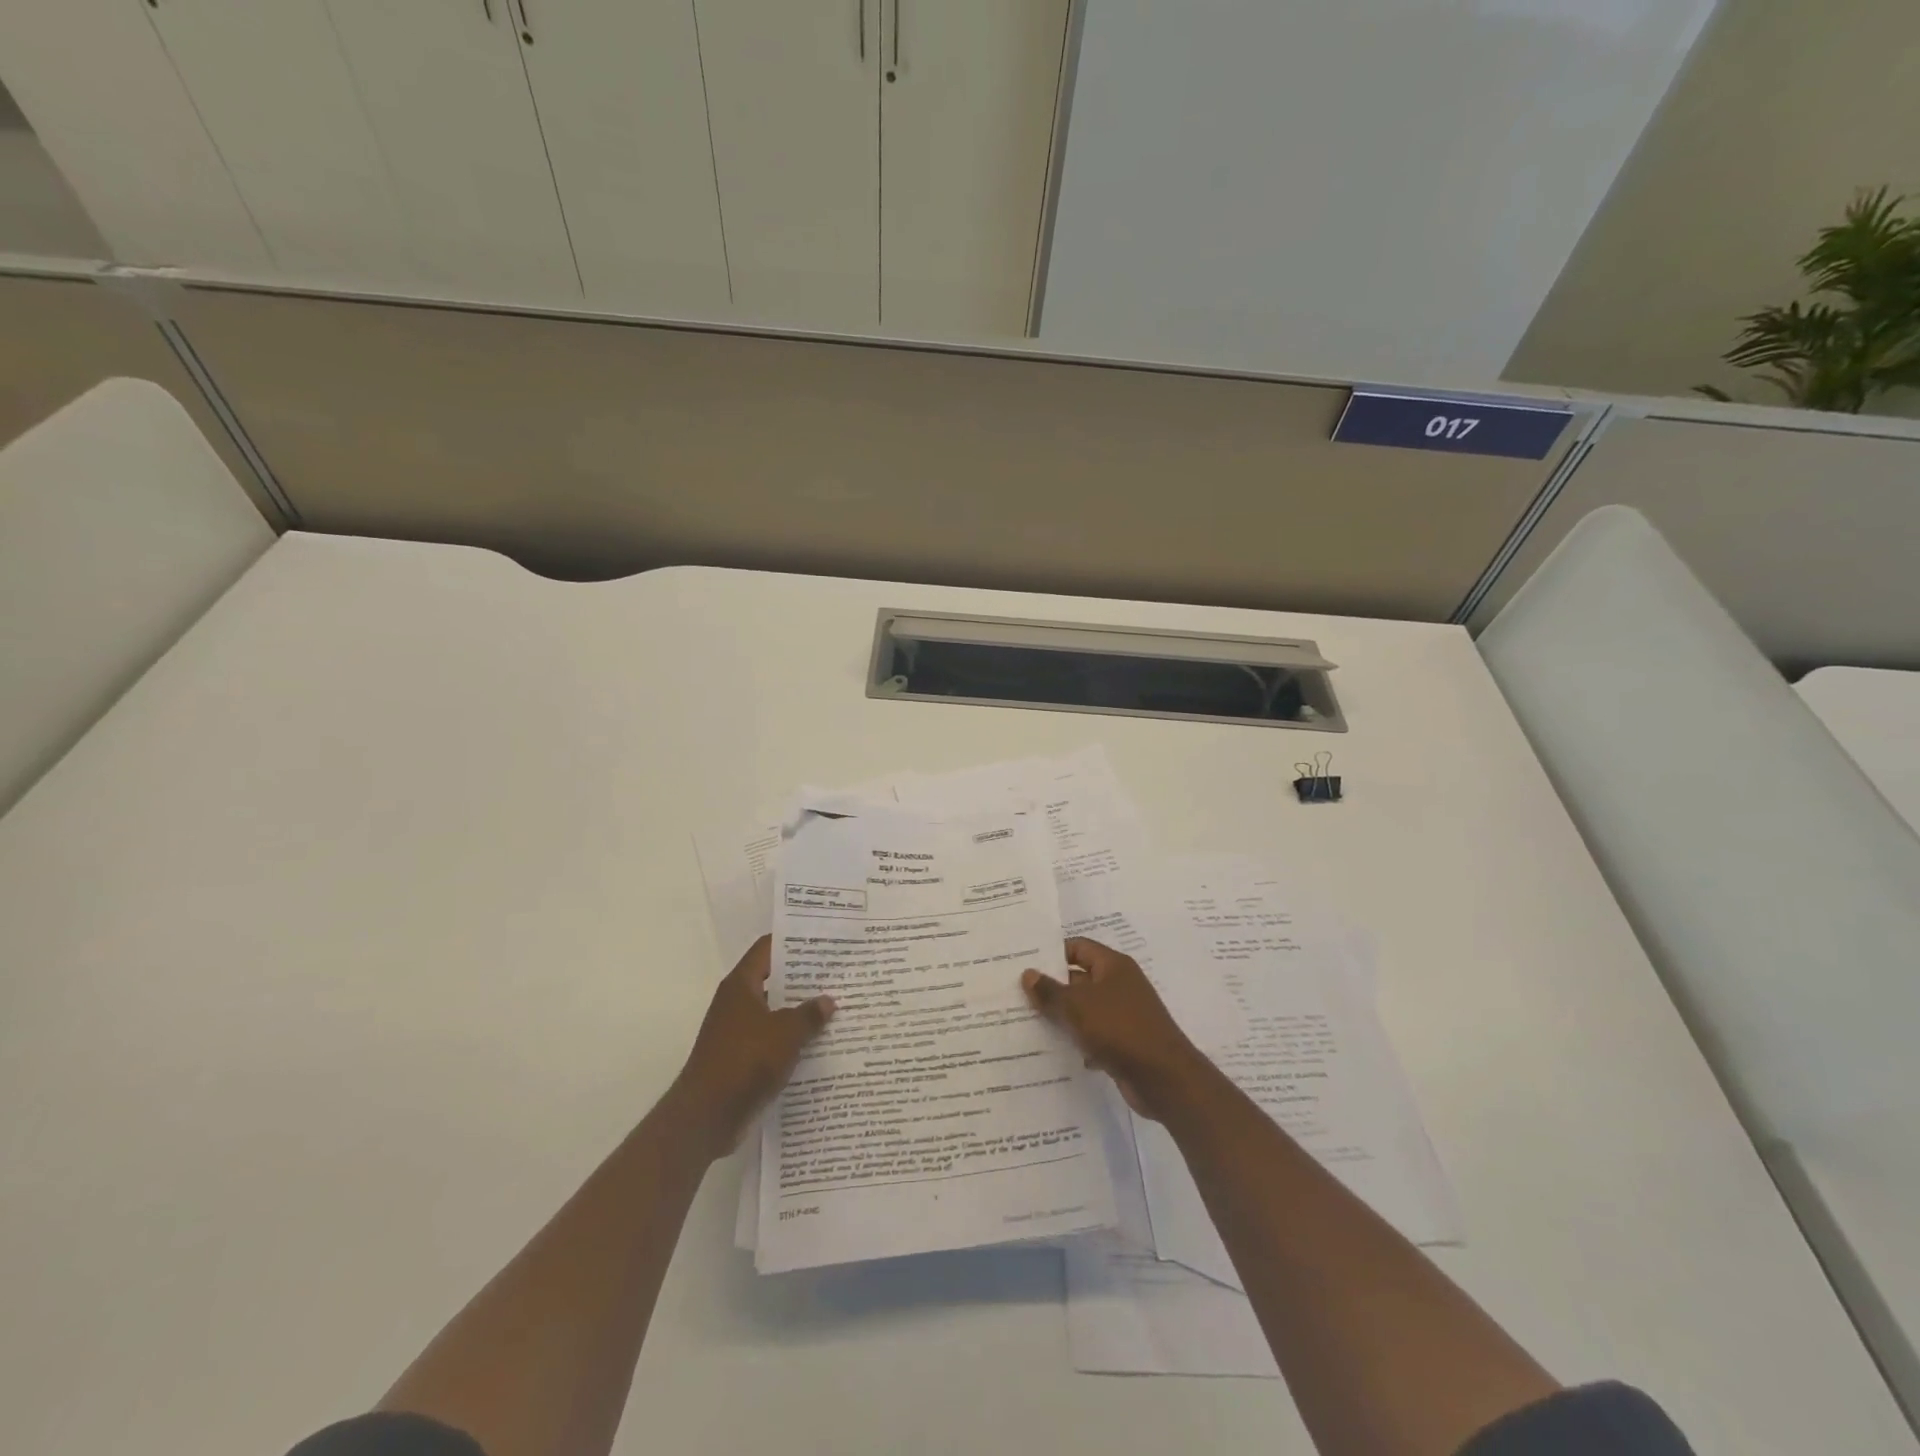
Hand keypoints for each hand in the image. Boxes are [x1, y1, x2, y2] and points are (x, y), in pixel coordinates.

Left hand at [671, 936, 834, 1159]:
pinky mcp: (741, 1058)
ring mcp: (737, 1031)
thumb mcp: (786, 1032)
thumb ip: (809, 1014)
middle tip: (837, 973)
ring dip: (800, 1012)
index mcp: (741, 985)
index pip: (767, 949)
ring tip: (835, 1006)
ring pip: (775, 1012)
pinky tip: (819, 1042)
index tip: (821, 939)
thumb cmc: (746, 1060)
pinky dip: (792, 1039)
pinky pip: (772, 1039)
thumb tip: (828, 1000)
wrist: (707, 1116)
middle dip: (803, 979)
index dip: (792, 942)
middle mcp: (736, 1003)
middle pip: (773, 980)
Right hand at [1022, 937, 1208, 1120]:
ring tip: (1028, 1022)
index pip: (1078, 947)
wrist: (1163, 1078)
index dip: (1052, 953)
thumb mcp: (1077, 1006)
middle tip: (1017, 994)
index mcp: (1113, 966)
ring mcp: (1124, 1014)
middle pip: (1079, 978)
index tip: (1024, 962)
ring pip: (1085, 1009)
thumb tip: (1028, 973)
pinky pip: (1094, 1034)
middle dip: (1052, 987)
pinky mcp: (1124, 1042)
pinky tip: (1054, 1051)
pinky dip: (1077, 1040)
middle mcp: (1120, 985)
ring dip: (1062, 1016)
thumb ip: (1050, 991)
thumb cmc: (1119, 1029)